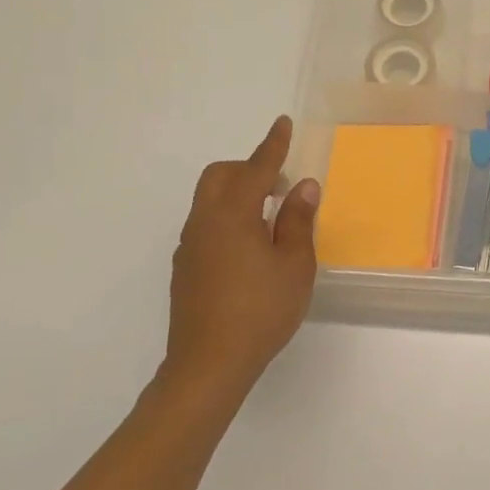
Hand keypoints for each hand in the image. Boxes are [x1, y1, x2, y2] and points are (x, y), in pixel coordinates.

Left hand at [164, 116, 319, 397]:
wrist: (208, 366)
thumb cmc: (261, 311)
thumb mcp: (294, 265)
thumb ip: (297, 221)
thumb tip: (303, 187)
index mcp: (232, 216)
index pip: (255, 168)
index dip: (272, 145)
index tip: (281, 123)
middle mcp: (204, 223)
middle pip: (220, 176)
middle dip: (249, 168)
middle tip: (280, 183)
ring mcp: (189, 247)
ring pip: (209, 201)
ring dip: (238, 194)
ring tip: (271, 218)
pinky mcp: (185, 269)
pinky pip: (206, 225)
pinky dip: (228, 218)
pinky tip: (250, 248)